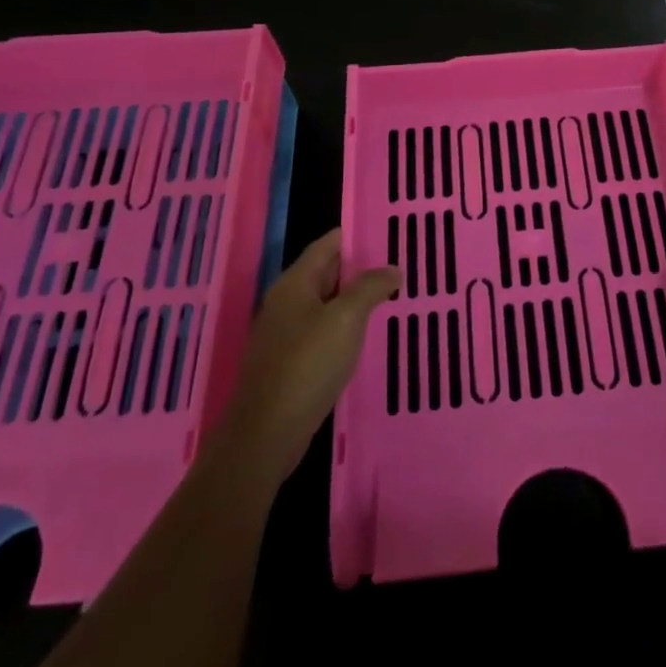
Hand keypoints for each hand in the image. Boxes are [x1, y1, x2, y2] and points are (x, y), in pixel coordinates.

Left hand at [209, 230, 398, 496]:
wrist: (266, 434)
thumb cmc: (307, 365)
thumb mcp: (346, 319)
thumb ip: (370, 288)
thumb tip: (392, 268)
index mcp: (295, 283)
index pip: (327, 244)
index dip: (356, 235)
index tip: (389, 232)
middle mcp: (286, 302)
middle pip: (326, 273)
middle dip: (360, 268)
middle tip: (399, 264)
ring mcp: (285, 334)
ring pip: (326, 305)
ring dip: (355, 300)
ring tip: (391, 297)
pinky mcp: (289, 363)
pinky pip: (323, 333)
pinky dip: (345, 328)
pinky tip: (367, 337)